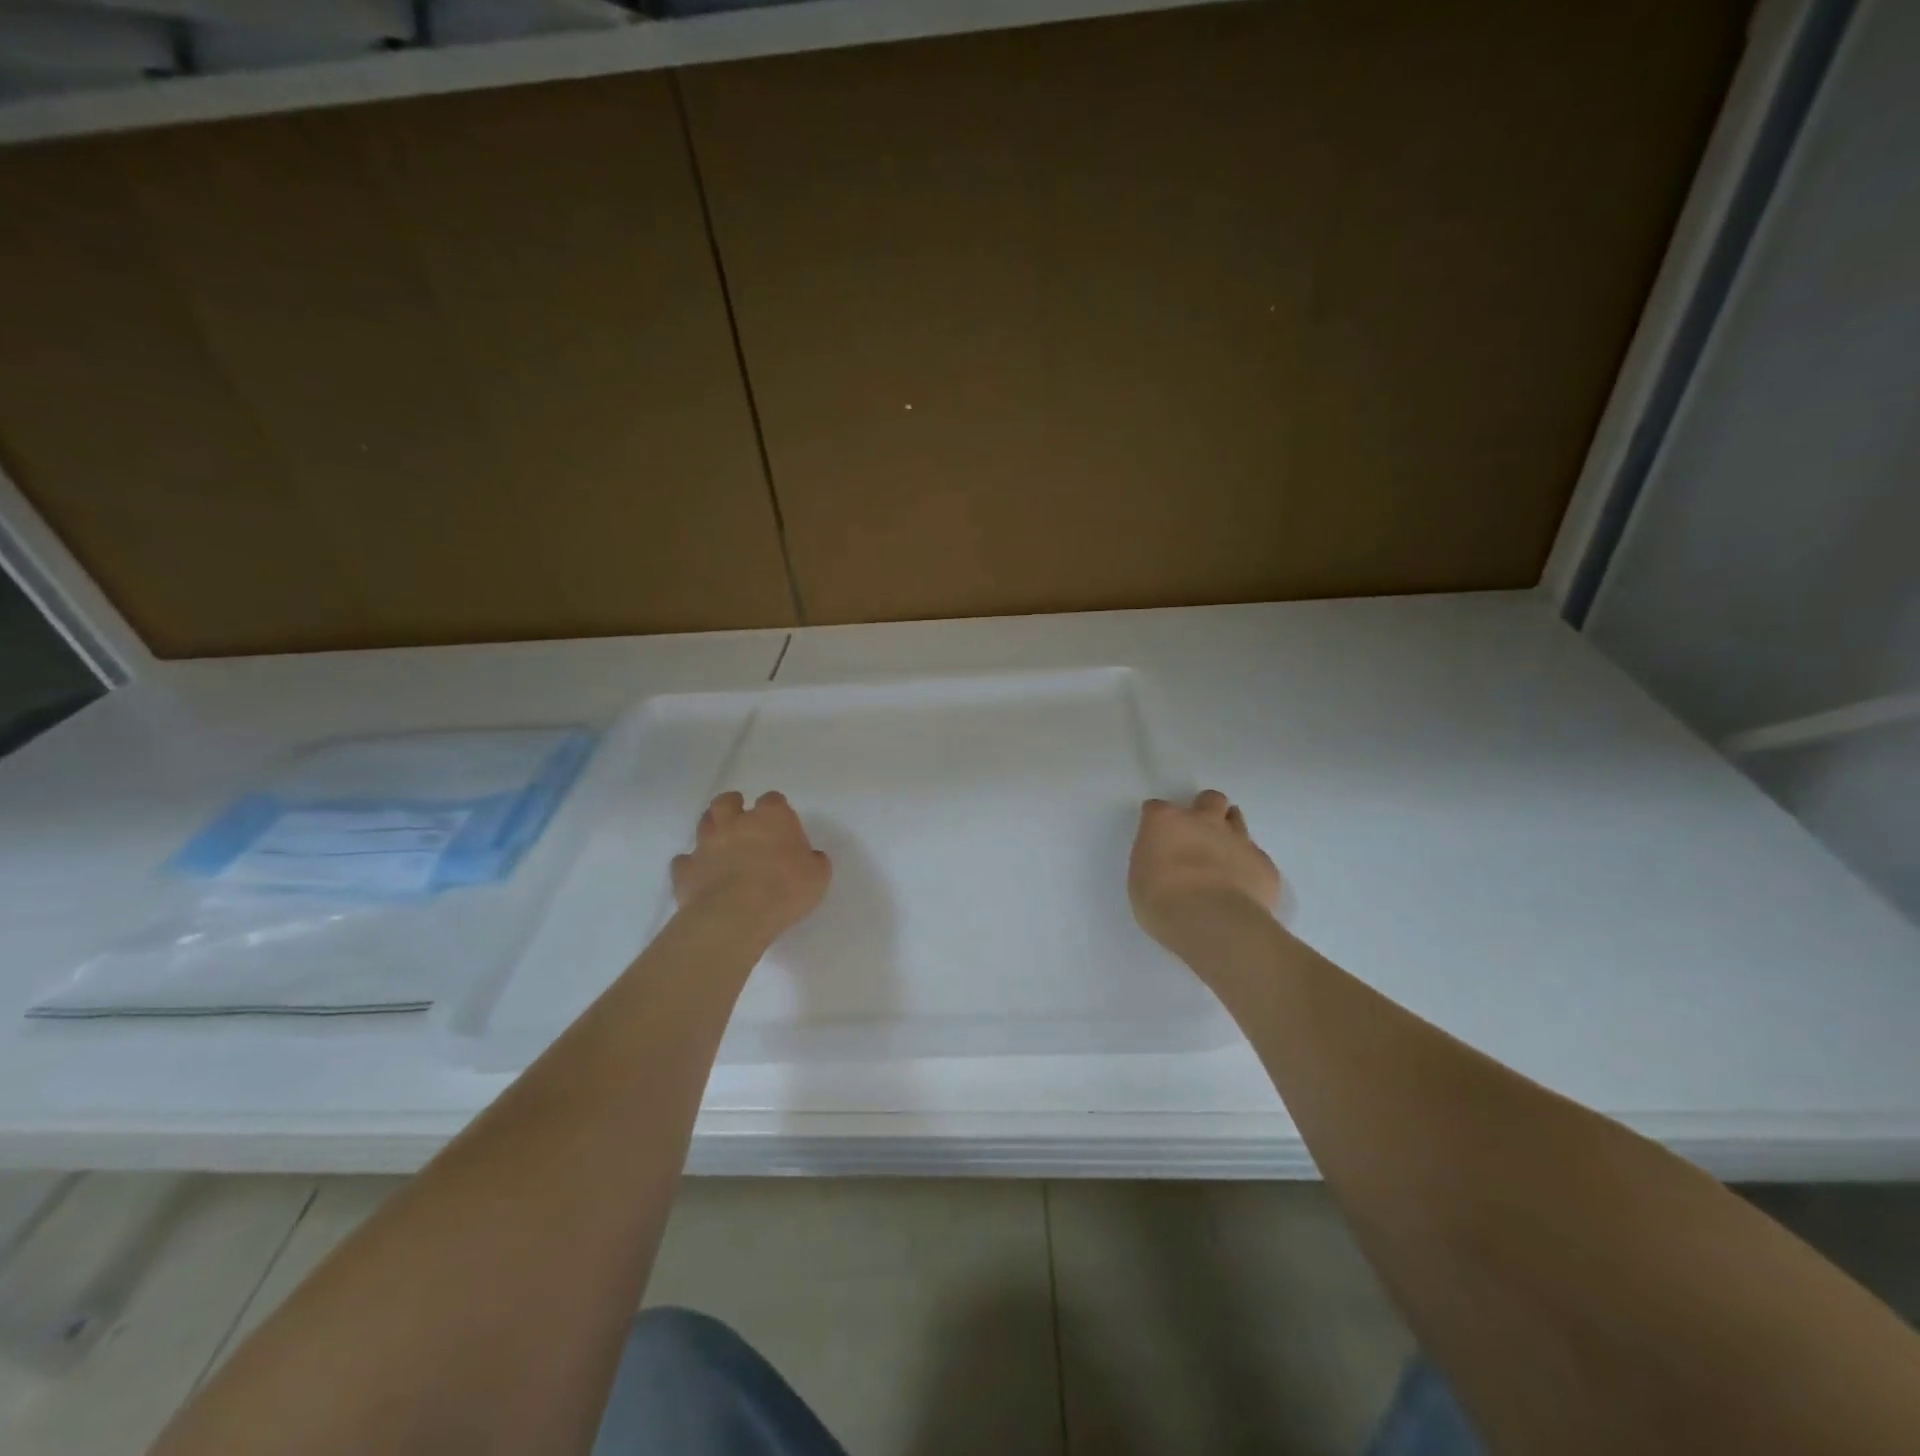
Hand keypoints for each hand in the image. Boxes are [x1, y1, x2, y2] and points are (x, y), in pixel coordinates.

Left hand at [672, 791, 831, 942]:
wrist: (734, 916)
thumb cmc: (784, 890)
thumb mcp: (817, 877)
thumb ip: (814, 862)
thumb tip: (810, 858)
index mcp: (771, 818)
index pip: (774, 800)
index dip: (777, 810)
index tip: (782, 825)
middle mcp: (736, 822)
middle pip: (728, 802)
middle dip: (733, 805)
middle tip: (741, 819)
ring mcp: (706, 844)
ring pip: (704, 823)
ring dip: (712, 828)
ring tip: (720, 842)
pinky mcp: (686, 870)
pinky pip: (685, 861)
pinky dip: (692, 865)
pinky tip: (700, 875)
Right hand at [1129, 790, 1280, 949]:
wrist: (1214, 923)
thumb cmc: (1162, 903)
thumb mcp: (1141, 880)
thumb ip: (1155, 861)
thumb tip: (1166, 863)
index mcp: (1166, 821)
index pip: (1157, 808)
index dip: (1158, 822)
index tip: (1157, 838)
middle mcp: (1203, 821)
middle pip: (1209, 799)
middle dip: (1205, 810)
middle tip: (1198, 834)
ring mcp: (1237, 839)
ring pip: (1236, 819)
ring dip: (1229, 831)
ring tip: (1223, 855)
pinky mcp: (1263, 862)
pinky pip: (1255, 855)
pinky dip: (1247, 865)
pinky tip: (1242, 885)